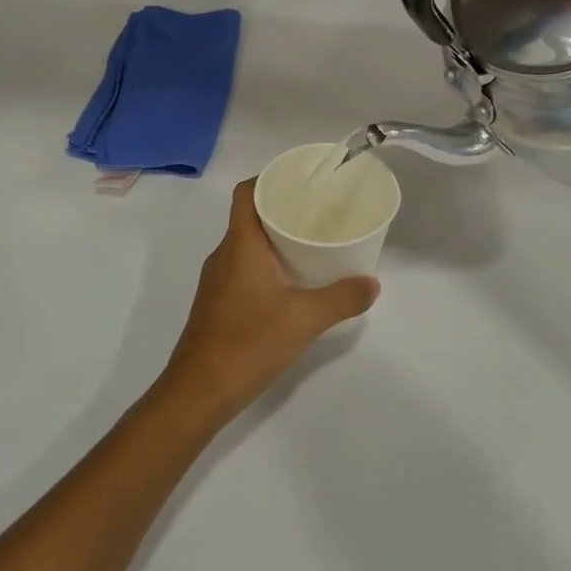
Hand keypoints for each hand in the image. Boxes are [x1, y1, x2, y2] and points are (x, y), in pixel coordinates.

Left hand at [160, 180, 378, 422]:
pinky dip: (267, 264)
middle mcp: (224, 255)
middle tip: (319, 211)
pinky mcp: (218, 303)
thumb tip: (372, 283)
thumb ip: (342, 298)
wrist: (198, 392)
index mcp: (240, 245)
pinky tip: (292, 282)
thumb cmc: (248, 343)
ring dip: (275, 239)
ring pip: (247, 244)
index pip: (246, 193)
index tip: (302, 181)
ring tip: (312, 242)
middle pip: (250, 216)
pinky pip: (244, 268)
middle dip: (283, 209)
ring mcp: (217, 281)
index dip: (270, 178)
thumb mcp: (305, 319)